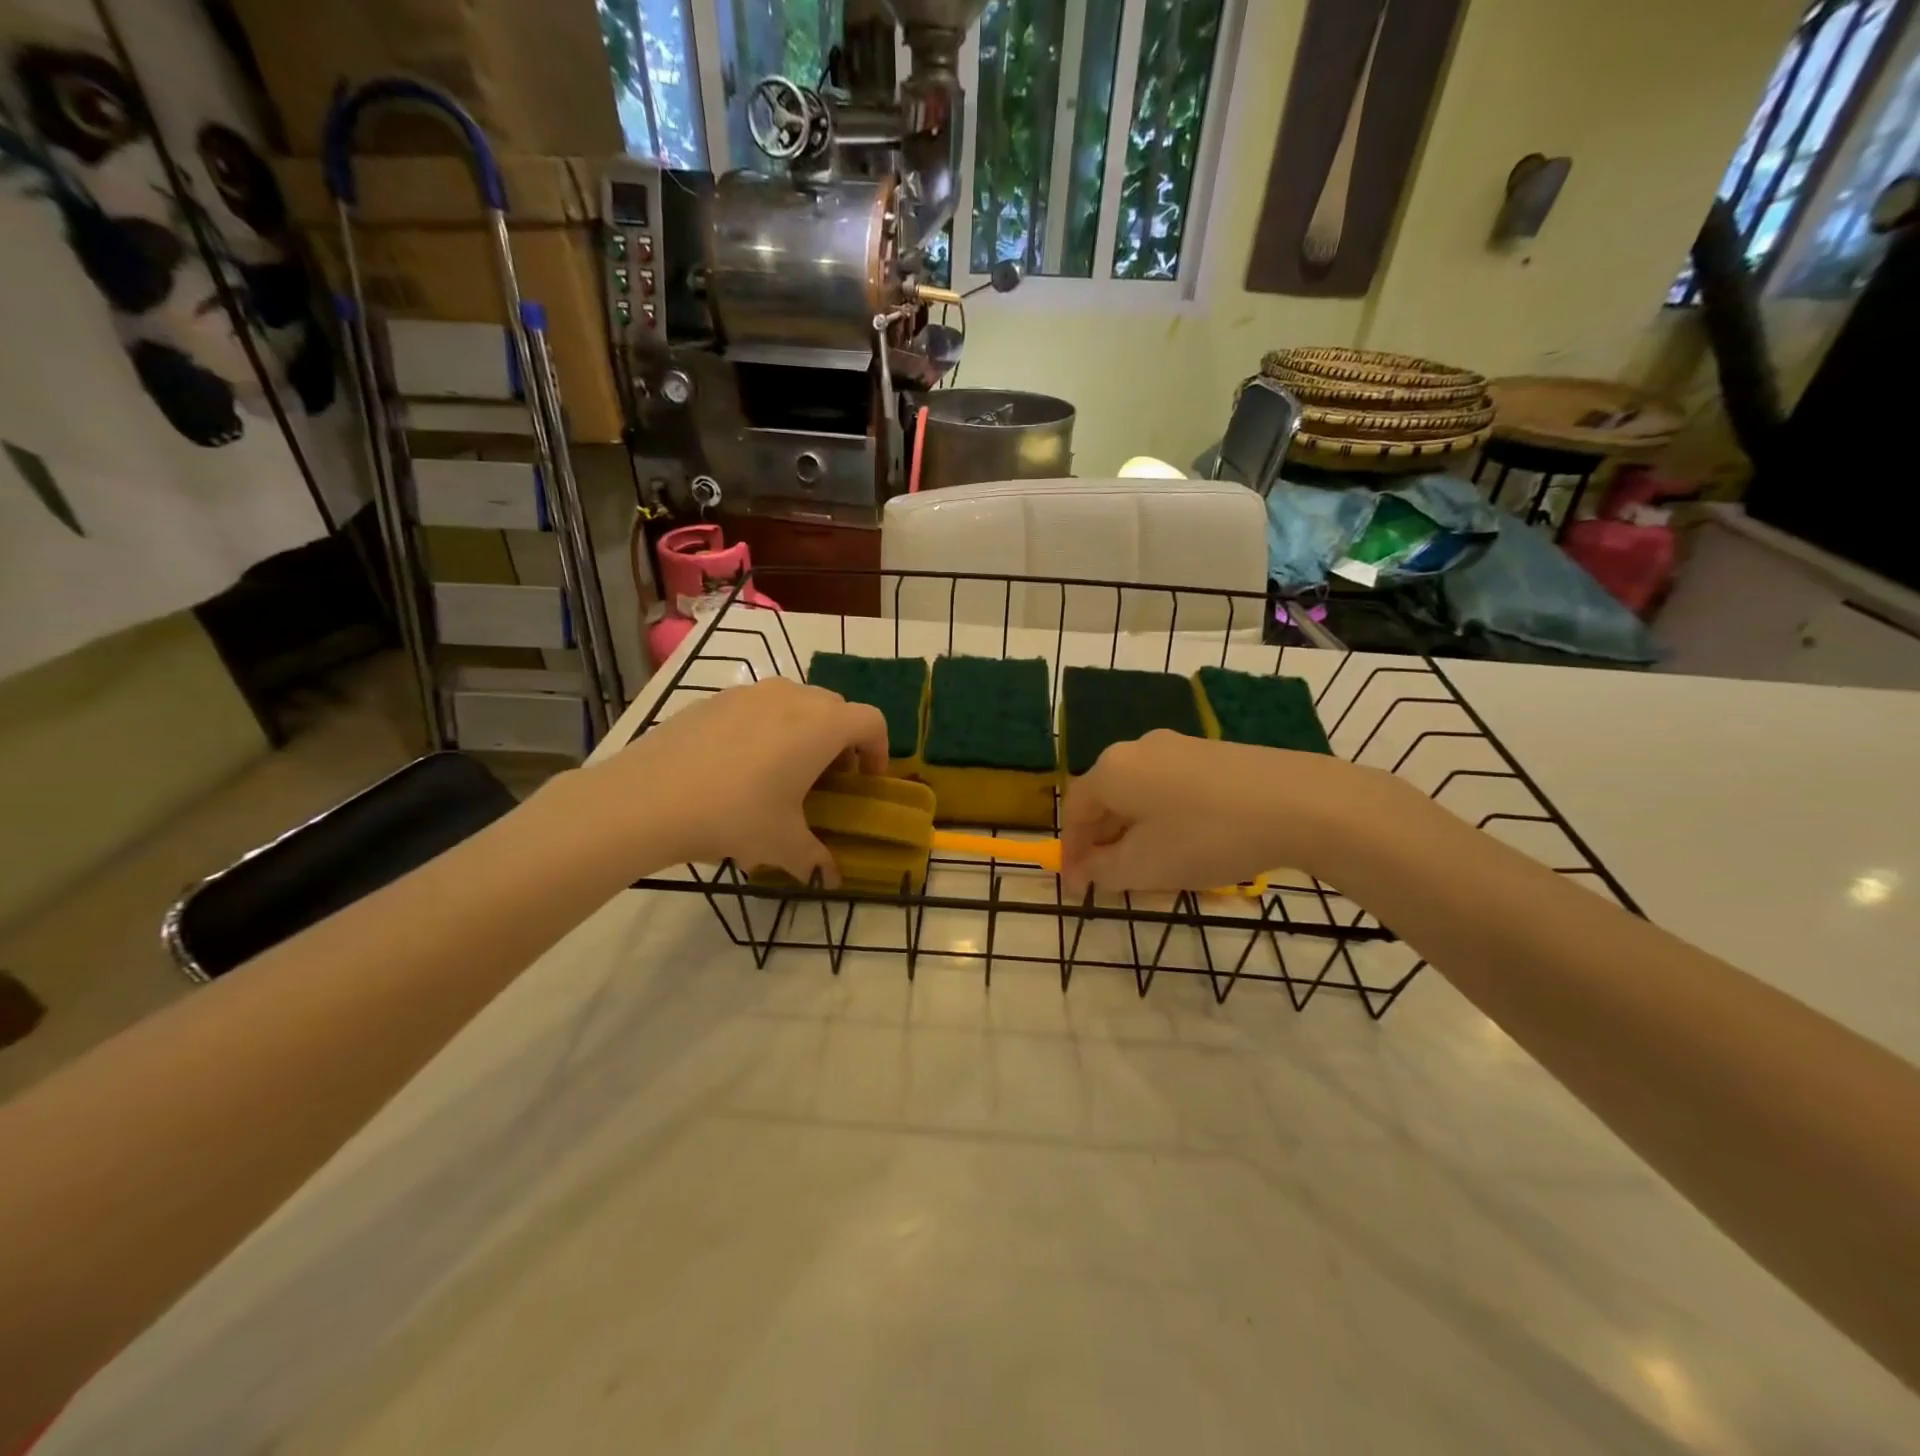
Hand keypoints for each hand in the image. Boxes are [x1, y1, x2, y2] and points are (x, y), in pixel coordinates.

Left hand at [575, 678, 887, 883]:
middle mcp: (793, 697)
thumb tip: (831, 878)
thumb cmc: (735, 815)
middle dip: (841, 742)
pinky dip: (765, 729)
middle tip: (827, 780)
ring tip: (782, 772)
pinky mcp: (715, 699)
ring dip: (803, 731)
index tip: (866, 783)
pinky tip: (738, 768)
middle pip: (835, 709)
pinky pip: (757, 707)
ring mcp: (750, 693)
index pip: (871, 722)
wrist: (647, 798)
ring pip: (795, 703)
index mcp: (822, 725)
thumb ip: (815, 858)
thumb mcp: (782, 845)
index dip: (878, 752)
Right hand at [1059, 730, 1395, 894]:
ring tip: (1151, 869)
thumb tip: (1087, 868)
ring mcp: (1178, 746)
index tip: (1077, 890)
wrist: (1301, 803)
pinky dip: (1165, 819)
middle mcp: (1138, 748)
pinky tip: (1187, 844)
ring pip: (1140, 795)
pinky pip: (1171, 788)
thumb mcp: (1145, 867)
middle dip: (1104, 843)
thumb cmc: (1207, 837)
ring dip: (1135, 833)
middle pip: (1107, 799)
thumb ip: (1103, 871)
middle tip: (1111, 881)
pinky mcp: (1213, 753)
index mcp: (1112, 769)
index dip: (1071, 852)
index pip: (1074, 811)